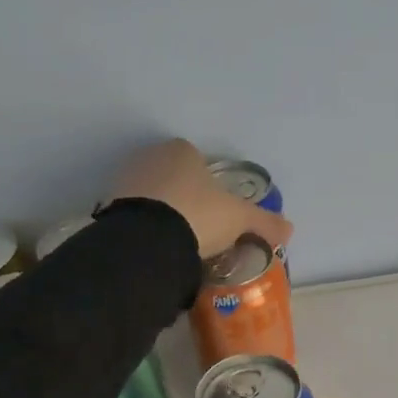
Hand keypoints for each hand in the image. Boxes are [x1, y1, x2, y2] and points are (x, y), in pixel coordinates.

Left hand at [108, 139, 292, 260]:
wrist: (147, 240)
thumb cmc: (198, 215)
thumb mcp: (240, 219)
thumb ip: (264, 222)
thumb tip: (289, 229)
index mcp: (182, 150)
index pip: (199, 161)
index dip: (211, 186)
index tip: (218, 212)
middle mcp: (150, 157)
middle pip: (175, 178)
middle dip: (186, 199)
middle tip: (201, 230)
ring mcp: (125, 180)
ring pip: (153, 196)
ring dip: (164, 214)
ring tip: (179, 243)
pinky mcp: (108, 206)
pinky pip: (135, 216)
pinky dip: (146, 228)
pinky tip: (157, 247)